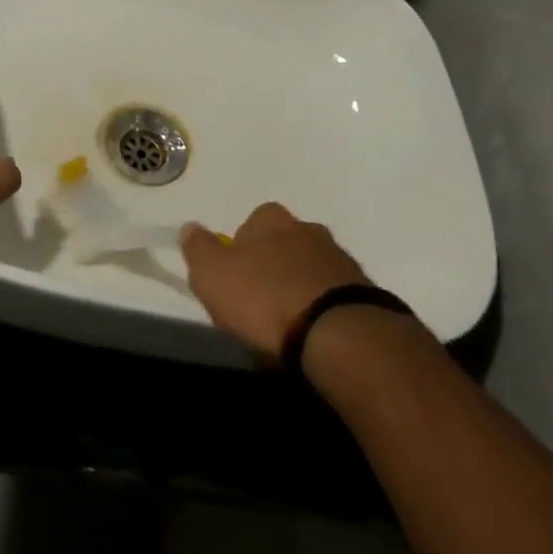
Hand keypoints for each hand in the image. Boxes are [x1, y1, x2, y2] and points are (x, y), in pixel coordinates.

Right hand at [180, 202, 370, 361]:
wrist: (336, 333)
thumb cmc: (265, 299)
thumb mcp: (213, 275)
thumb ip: (198, 249)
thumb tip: (190, 227)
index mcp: (271, 220)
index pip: (251, 223)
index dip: (240, 249)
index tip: (234, 280)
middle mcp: (308, 229)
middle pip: (284, 243)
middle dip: (273, 265)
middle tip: (260, 302)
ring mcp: (339, 259)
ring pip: (311, 267)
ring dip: (300, 286)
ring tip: (289, 323)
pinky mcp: (363, 292)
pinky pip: (334, 294)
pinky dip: (323, 307)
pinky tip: (314, 333)